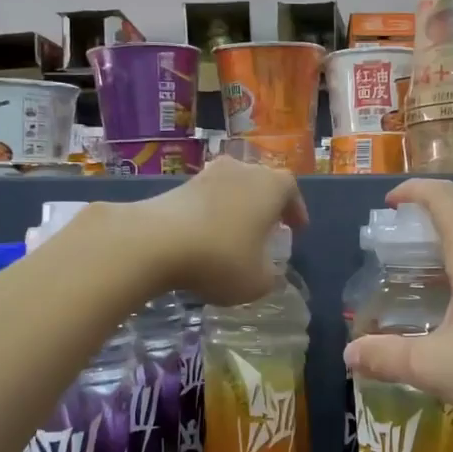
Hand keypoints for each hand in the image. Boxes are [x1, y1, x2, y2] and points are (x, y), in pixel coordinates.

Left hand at [131, 157, 307, 303]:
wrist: (156, 242)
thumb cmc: (221, 258)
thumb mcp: (257, 281)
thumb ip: (269, 276)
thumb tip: (266, 272)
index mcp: (271, 186)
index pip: (291, 191)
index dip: (295, 211)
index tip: (296, 229)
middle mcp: (242, 170)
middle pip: (260, 184)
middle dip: (265, 206)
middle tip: (267, 229)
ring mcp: (207, 174)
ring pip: (231, 189)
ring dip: (235, 209)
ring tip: (234, 235)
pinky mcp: (177, 185)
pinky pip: (205, 199)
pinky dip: (210, 214)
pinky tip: (205, 238)